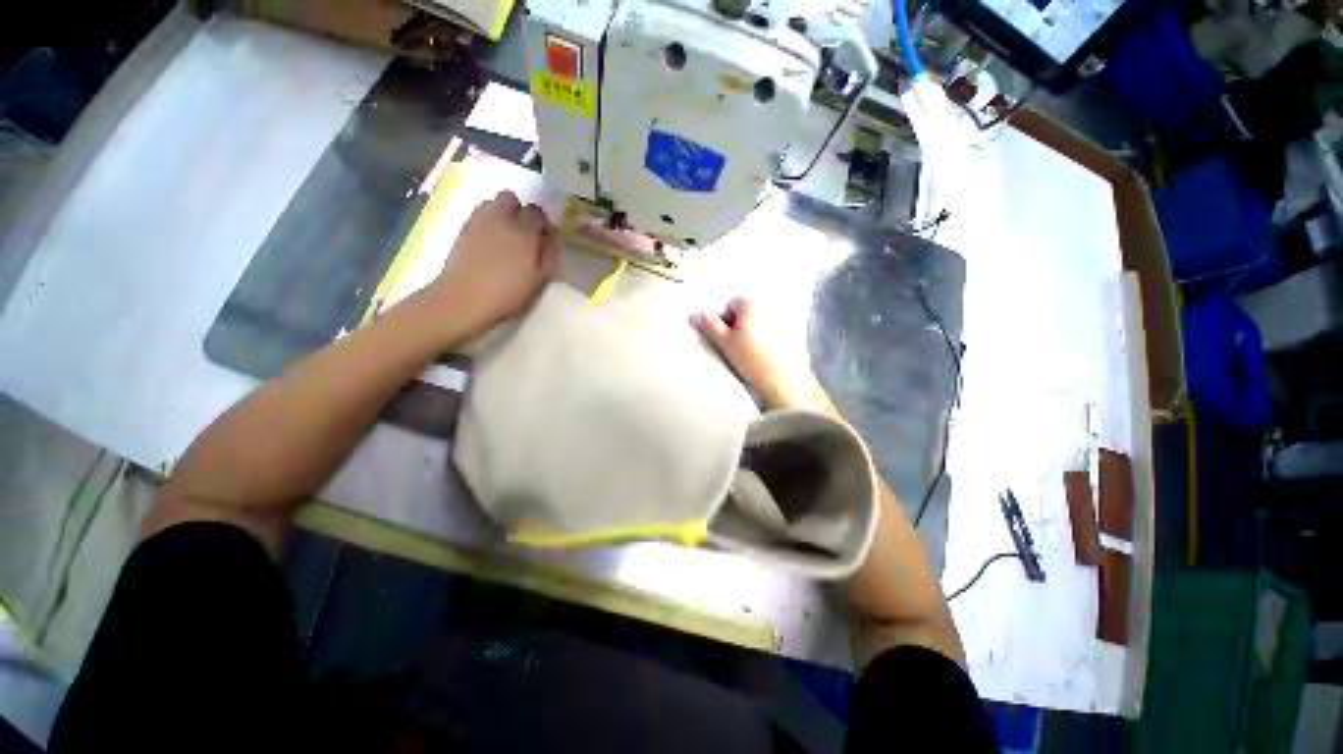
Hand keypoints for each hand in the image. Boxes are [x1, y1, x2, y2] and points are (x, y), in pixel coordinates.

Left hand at [425, 191, 557, 335]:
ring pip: (492, 203)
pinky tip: (489, 243)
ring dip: (501, 214)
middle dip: (519, 210)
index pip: (536, 212)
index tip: (544, 238)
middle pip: (510, 198)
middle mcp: (500, 219)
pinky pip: (479, 216)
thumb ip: (549, 256)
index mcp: (523, 232)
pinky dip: (487, 223)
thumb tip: (552, 239)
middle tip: (523, 232)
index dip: (542, 223)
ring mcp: (478, 221)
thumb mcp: (539, 280)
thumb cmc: (507, 294)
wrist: (464, 299)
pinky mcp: (462, 229)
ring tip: (505, 236)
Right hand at [691, 298, 828, 411]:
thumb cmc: (752, 358)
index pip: (730, 304)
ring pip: (757, 324)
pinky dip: (763, 341)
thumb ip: (708, 326)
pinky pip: (770, 333)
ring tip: (746, 353)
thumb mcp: (724, 342)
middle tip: (732, 346)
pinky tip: (760, 356)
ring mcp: (782, 320)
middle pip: (745, 313)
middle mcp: (769, 306)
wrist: (780, 380)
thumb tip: (695, 316)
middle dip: (736, 326)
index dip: (722, 320)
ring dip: (749, 334)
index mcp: (752, 303)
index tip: (722, 337)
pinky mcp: (791, 335)